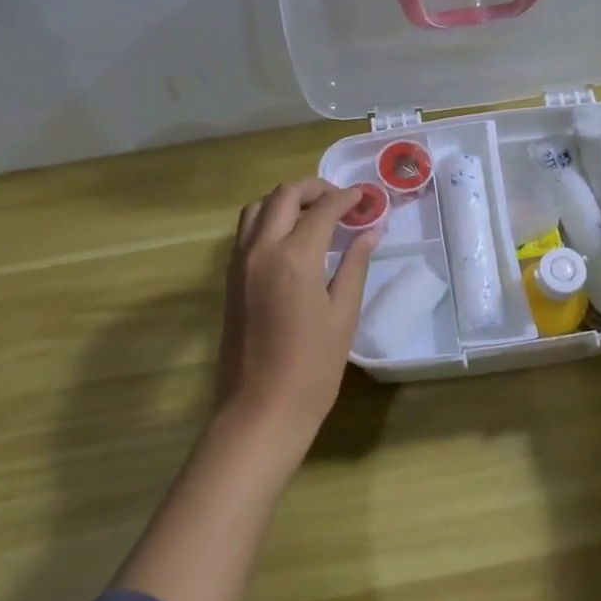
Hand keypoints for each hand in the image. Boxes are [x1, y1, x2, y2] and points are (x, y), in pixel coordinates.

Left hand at [215, 179, 378, 455]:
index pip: (322, 209)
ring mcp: (239, 263)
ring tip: (314, 214)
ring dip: (286, 200)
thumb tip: (371, 230)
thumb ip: (355, 264)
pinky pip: (246, 231)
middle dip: (314, 189)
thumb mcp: (343, 315)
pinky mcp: (230, 279)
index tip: (365, 197)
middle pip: (284, 196)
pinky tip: (291, 238)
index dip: (346, 198)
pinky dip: (268, 219)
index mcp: (294, 256)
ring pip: (257, 208)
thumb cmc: (312, 368)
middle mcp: (261, 249)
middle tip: (341, 201)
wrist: (260, 411)